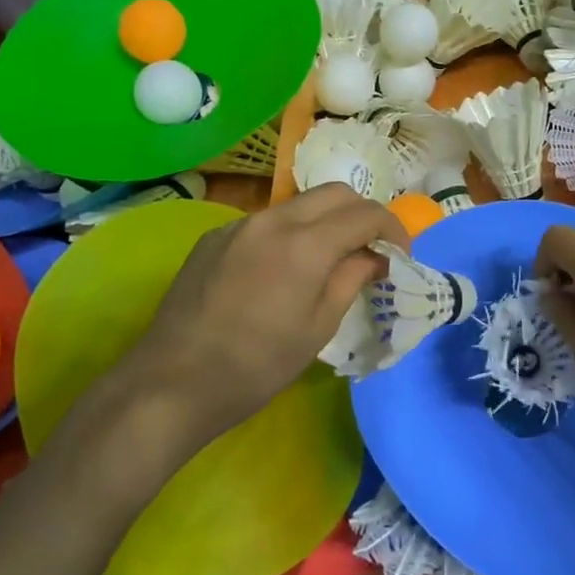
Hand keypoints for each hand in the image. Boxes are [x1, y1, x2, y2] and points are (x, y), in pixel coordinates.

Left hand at [118, 185, 404, 447]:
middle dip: (361, 214)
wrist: (173, 382)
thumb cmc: (256, 366)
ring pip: (297, 205)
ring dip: (324, 222)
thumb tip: (374, 258)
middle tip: (370, 250)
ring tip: (328, 260)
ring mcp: (238, 225)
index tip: (401, 254)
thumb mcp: (317, 328)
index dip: (392, 229)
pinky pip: (264, 223)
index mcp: (305, 244)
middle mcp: (272, 220)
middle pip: (333, 193)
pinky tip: (280, 272)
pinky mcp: (214, 238)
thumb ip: (350, 280)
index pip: (364, 214)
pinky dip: (288, 234)